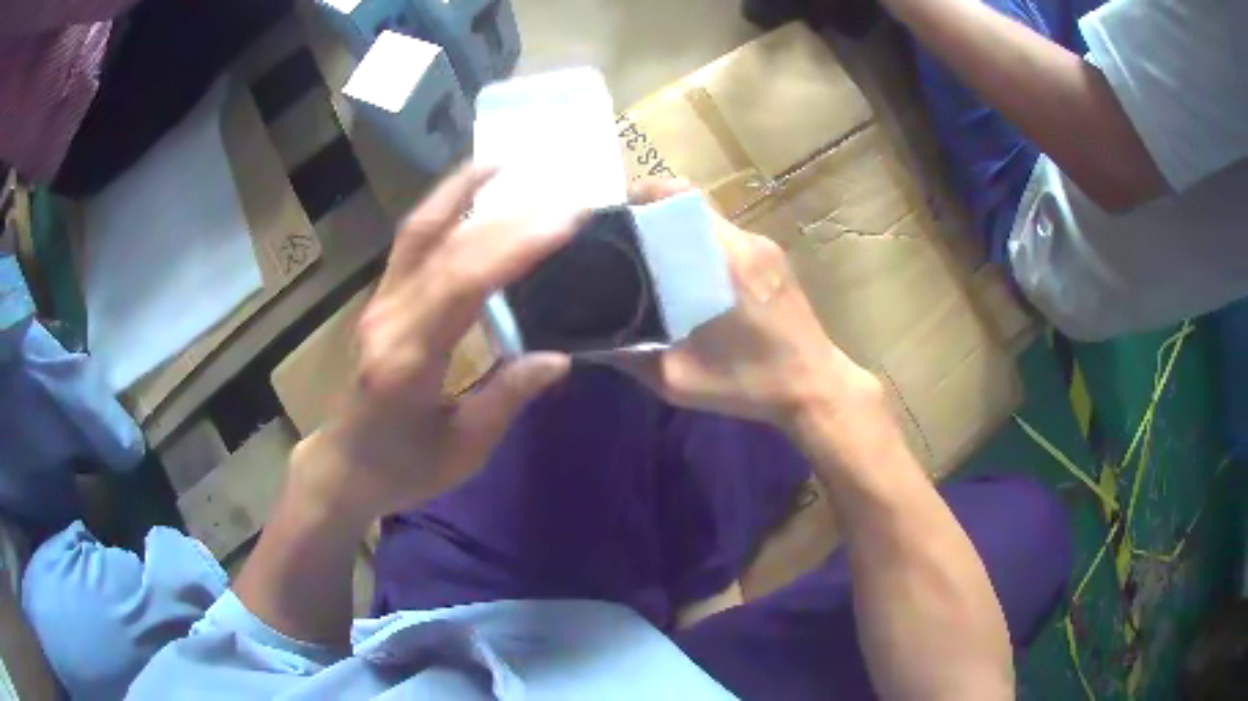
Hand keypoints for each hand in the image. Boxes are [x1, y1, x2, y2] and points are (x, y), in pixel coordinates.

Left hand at [293, 166, 583, 520]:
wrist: (344, 464)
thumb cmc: (403, 469)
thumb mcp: (463, 449)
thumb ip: (507, 399)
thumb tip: (558, 357)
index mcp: (407, 362)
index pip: (462, 287)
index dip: (515, 248)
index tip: (566, 222)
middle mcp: (387, 318)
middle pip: (446, 249)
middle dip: (509, 219)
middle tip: (565, 200)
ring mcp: (378, 301)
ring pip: (418, 230)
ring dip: (462, 189)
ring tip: (508, 162)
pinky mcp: (380, 297)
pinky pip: (412, 241)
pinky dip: (443, 207)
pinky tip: (471, 191)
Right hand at [616, 179, 882, 428]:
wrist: (815, 388)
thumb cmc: (748, 385)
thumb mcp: (677, 380)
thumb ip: (630, 356)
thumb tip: (590, 339)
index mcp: (718, 262)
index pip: (677, 199)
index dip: (641, 196)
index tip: (615, 215)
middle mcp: (742, 241)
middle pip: (689, 202)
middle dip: (653, 211)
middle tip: (626, 240)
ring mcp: (763, 245)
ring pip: (709, 218)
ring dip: (679, 228)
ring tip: (654, 258)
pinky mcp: (775, 256)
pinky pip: (728, 235)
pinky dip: (702, 242)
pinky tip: (692, 274)